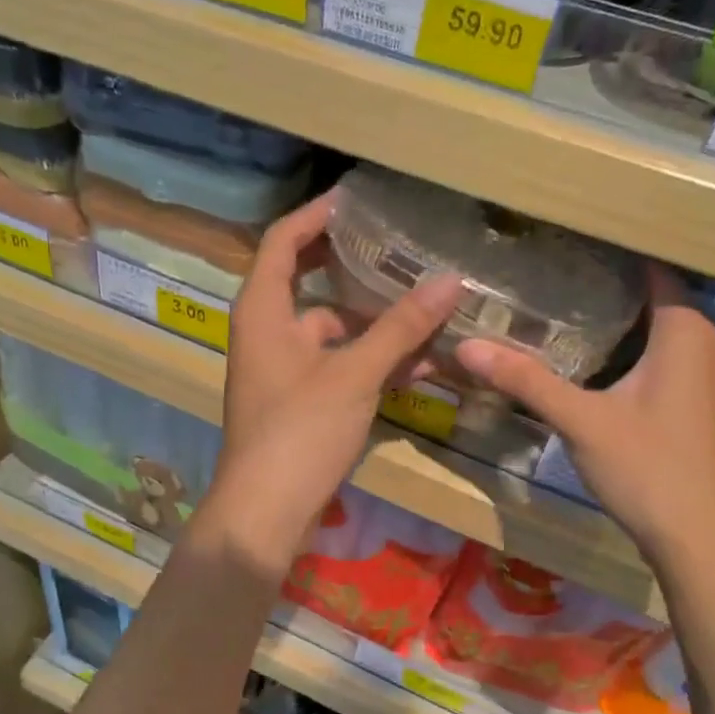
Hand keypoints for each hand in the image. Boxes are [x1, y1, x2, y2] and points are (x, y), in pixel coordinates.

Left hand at [198, 192, 461, 576]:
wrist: (266, 513)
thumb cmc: (299, 431)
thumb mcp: (354, 374)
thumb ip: (402, 327)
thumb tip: (450, 279)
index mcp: (263, 311)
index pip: (282, 241)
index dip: (316, 216)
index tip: (357, 200)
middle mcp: (267, 333)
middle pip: (311, 284)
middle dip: (357, 271)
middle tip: (402, 252)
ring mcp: (283, 371)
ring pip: (333, 332)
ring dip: (377, 326)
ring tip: (430, 313)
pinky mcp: (300, 404)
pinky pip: (339, 368)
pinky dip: (372, 364)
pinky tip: (420, 369)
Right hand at [456, 264, 714, 558]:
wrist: (695, 538)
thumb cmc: (648, 468)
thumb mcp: (580, 420)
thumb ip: (525, 380)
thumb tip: (466, 345)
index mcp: (682, 331)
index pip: (652, 266)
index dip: (612, 249)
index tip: (565, 235)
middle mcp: (696, 343)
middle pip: (647, 295)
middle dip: (601, 280)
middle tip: (544, 264)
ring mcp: (693, 376)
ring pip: (647, 328)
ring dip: (608, 316)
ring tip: (551, 298)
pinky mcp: (682, 403)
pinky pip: (649, 355)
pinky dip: (617, 346)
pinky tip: (578, 354)